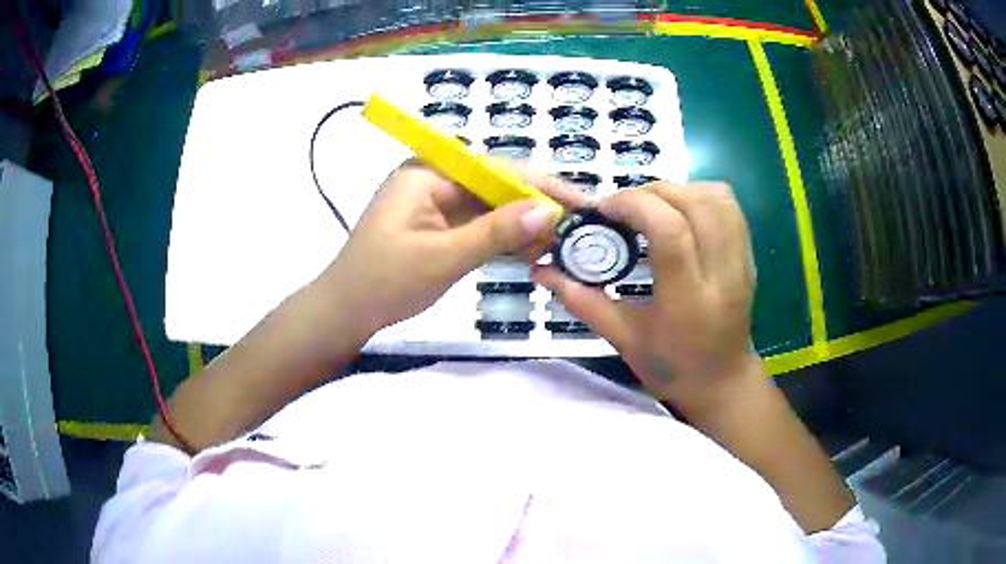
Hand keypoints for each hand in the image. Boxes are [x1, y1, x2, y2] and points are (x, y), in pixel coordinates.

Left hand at [317, 159, 589, 337]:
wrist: (345, 311)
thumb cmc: (384, 282)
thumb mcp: (442, 257)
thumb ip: (496, 232)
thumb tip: (549, 211)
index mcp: (428, 173)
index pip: (495, 170)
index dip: (541, 185)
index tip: (581, 200)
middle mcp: (434, 178)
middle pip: (496, 185)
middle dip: (537, 205)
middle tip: (580, 222)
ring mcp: (435, 202)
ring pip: (491, 206)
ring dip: (524, 223)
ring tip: (565, 238)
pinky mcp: (438, 224)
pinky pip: (479, 224)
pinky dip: (504, 237)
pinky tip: (534, 248)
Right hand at [534, 181, 759, 410]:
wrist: (722, 381)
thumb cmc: (672, 368)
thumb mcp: (623, 340)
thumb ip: (583, 301)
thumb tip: (542, 271)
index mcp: (689, 300)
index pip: (670, 231)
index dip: (634, 206)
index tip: (605, 209)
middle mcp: (722, 274)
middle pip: (694, 204)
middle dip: (651, 193)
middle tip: (623, 208)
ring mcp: (741, 262)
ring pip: (716, 197)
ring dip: (678, 189)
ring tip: (651, 206)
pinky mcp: (748, 255)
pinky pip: (729, 205)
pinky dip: (700, 195)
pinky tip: (678, 211)